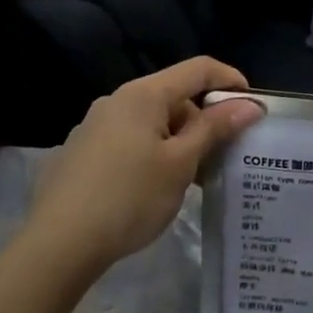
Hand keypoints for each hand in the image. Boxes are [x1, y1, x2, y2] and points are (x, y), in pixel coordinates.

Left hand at [27, 58, 262, 282]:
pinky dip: (154, 153)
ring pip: (152, 121)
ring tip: (192, 178)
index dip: (231, 81)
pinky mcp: (82, 152)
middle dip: (205, 120)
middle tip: (224, 156)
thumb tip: (250, 104)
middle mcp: (117, 101)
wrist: (59, 243)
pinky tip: (155, 188)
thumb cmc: (130, 197)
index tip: (253, 108)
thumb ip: (215, 129)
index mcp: (143, 95)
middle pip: (174, 96)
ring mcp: (94, 126)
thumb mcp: (181, 163)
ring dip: (180, 141)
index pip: (198, 69)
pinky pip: (130, 140)